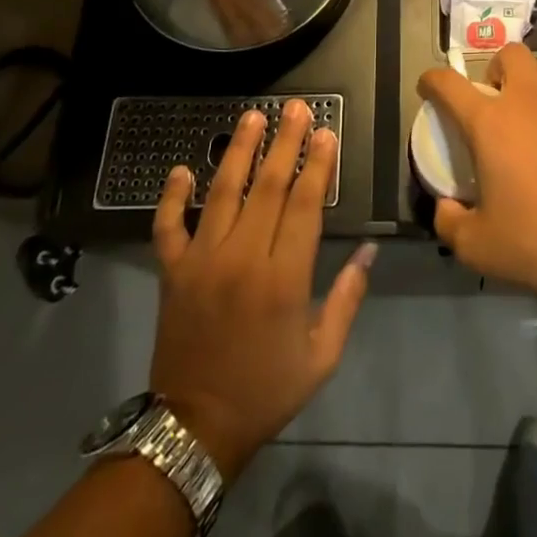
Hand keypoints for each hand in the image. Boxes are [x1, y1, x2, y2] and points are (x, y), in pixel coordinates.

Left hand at [148, 101, 373, 478]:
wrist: (196, 429)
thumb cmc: (267, 390)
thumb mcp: (322, 355)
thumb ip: (348, 298)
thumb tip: (368, 249)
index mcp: (284, 278)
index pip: (305, 204)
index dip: (318, 164)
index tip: (326, 132)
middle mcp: (242, 258)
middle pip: (268, 186)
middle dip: (285, 142)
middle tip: (296, 107)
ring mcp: (202, 261)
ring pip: (222, 192)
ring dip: (238, 151)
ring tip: (252, 117)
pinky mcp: (171, 272)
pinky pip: (168, 226)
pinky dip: (171, 197)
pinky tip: (180, 169)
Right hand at [418, 44, 536, 315]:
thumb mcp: (477, 247)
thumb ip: (449, 221)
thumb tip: (446, 206)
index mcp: (491, 123)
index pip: (449, 84)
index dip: (432, 81)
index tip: (428, 87)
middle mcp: (528, 100)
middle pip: (509, 54)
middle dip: (495, 69)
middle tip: (493, 100)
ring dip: (534, 81)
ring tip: (532, 112)